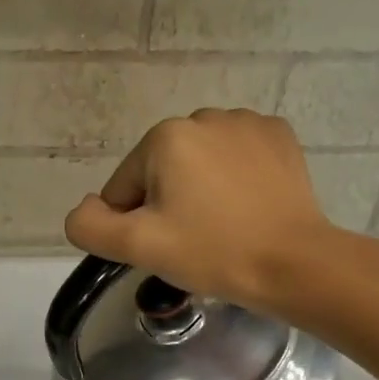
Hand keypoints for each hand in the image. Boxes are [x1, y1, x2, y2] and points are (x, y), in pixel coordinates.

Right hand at [63, 108, 378, 325]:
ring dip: (199, 190)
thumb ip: (90, 226)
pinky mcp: (279, 136)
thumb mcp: (137, 247)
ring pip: (199, 163)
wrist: (292, 263)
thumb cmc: (211, 252)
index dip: (134, 224)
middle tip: (193, 240)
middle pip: (160, 171)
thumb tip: (85, 209)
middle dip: (167, 203)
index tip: (165, 247)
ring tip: (222, 225)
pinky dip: (234, 179)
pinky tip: (247, 207)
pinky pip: (236, 157)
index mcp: (164, 137)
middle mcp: (203, 116)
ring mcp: (247, 122)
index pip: (123, 187)